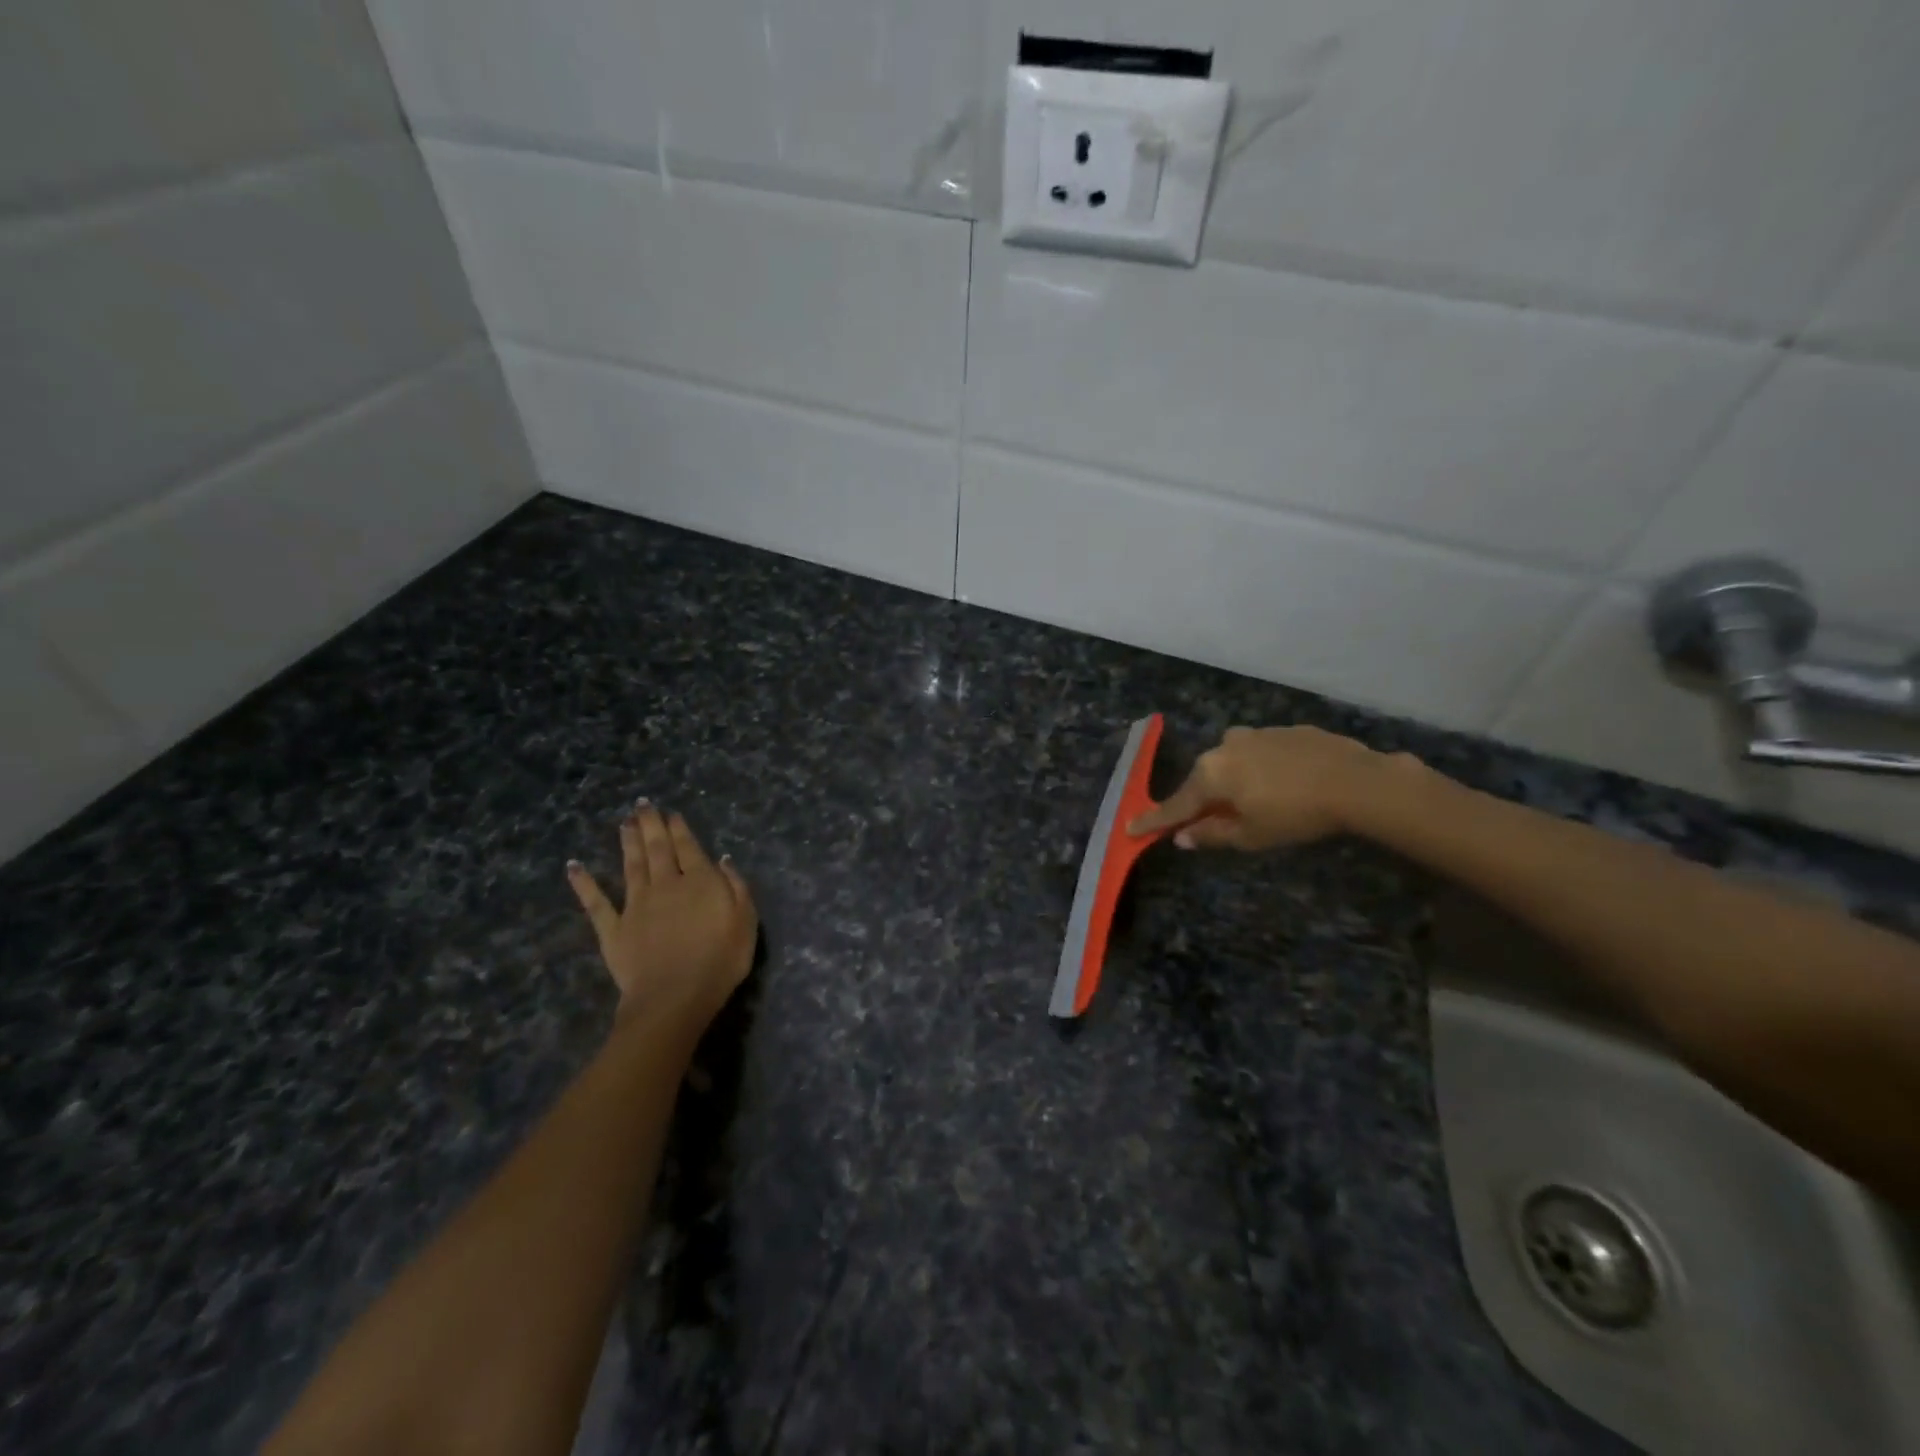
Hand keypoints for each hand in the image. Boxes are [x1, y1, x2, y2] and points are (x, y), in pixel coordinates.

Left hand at [567, 801, 756, 1037]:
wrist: (674, 997)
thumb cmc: (720, 960)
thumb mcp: (745, 921)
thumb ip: (736, 886)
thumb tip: (723, 859)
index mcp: (700, 882)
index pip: (689, 848)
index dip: (680, 829)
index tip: (671, 814)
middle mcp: (666, 885)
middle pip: (658, 849)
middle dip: (651, 825)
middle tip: (642, 804)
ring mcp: (635, 905)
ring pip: (631, 865)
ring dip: (627, 842)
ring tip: (624, 822)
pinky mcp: (613, 929)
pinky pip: (595, 902)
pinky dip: (583, 883)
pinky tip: (574, 867)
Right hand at [1128, 725, 1387, 850]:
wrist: (1356, 781)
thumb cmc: (1295, 814)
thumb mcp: (1251, 835)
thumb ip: (1212, 834)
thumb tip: (1183, 837)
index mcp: (1211, 774)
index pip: (1176, 804)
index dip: (1155, 821)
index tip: (1130, 829)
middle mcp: (1225, 746)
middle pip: (1205, 779)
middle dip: (1205, 799)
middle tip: (1211, 821)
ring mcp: (1256, 734)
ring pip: (1234, 762)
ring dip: (1236, 782)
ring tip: (1259, 802)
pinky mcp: (1286, 730)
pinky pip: (1263, 753)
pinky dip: (1264, 770)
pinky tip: (1287, 784)